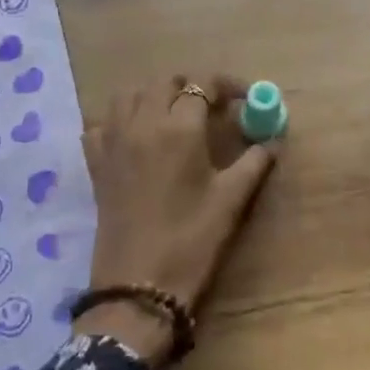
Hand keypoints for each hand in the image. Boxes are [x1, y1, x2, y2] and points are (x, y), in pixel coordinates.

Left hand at [77, 74, 278, 365]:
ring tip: (172, 115)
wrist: (139, 286)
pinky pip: (101, 125)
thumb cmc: (191, 240)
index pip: (203, 86)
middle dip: (190, 86)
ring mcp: (114, 142)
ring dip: (152, 96)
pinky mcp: (96, 164)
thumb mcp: (231, 200)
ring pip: (129, 96)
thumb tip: (273, 139)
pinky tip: (134, 137)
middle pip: (163, 83)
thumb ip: (254, 162)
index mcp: (179, 129)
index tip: (243, 97)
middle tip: (210, 107)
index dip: (225, 86)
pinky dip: (117, 121)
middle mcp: (143, 124)